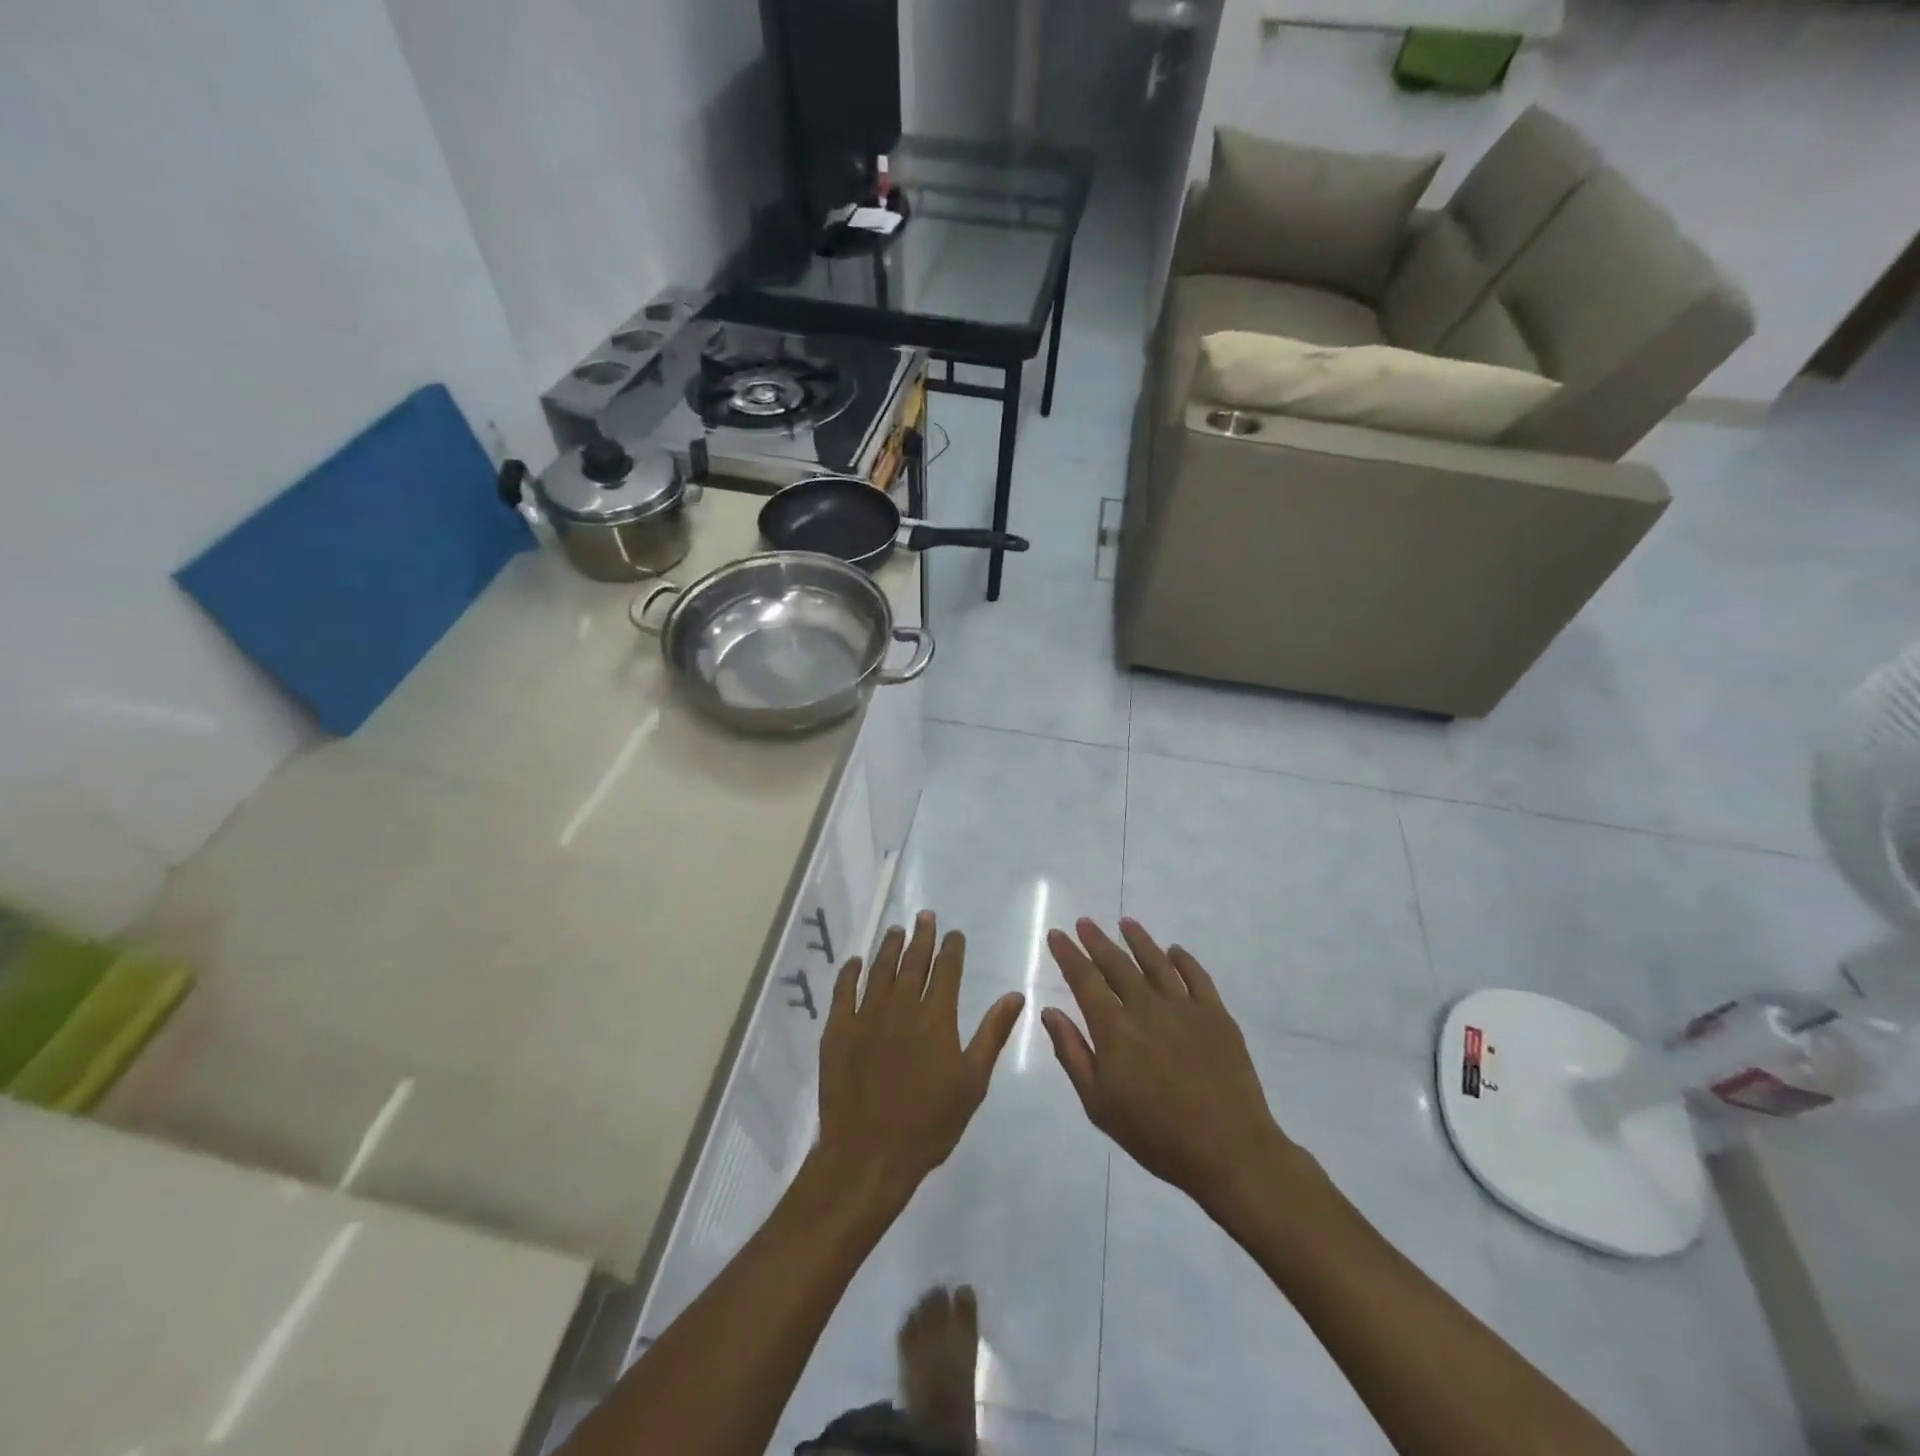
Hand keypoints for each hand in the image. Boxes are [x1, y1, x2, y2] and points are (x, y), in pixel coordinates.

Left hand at [816, 912, 1024, 1205]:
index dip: (951, 948)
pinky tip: (855, 962)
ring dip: (889, 947)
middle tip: (925, 916)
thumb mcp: (972, 1082)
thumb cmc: (929, 1123)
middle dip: (922, 937)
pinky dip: (850, 973)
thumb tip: (1015, 995)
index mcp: (936, 1018)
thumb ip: (992, 1034)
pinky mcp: (838, 1031)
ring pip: (880, 970)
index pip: (947, 971)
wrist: (869, 1153)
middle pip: (913, 962)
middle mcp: (901, 1007)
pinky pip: (844, 992)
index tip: (953, 933)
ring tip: (896, 930)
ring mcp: (866, 1016)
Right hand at [1044, 918, 1298, 1209]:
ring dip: (1139, 940)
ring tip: (1126, 923)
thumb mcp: (1099, 1104)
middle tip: (1084, 922)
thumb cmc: (1155, 1135)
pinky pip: (1197, 976)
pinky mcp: (1216, 1015)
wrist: (1229, 1150)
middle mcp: (1146, 1007)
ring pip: (1156, 961)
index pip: (1084, 980)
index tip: (1057, 934)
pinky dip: (1183, 960)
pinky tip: (1174, 951)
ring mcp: (1185, 1007)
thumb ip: (1072, 1053)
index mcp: (1114, 1028)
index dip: (1068, 955)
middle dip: (1097, 940)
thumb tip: (1050, 1012)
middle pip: (1117, 963)